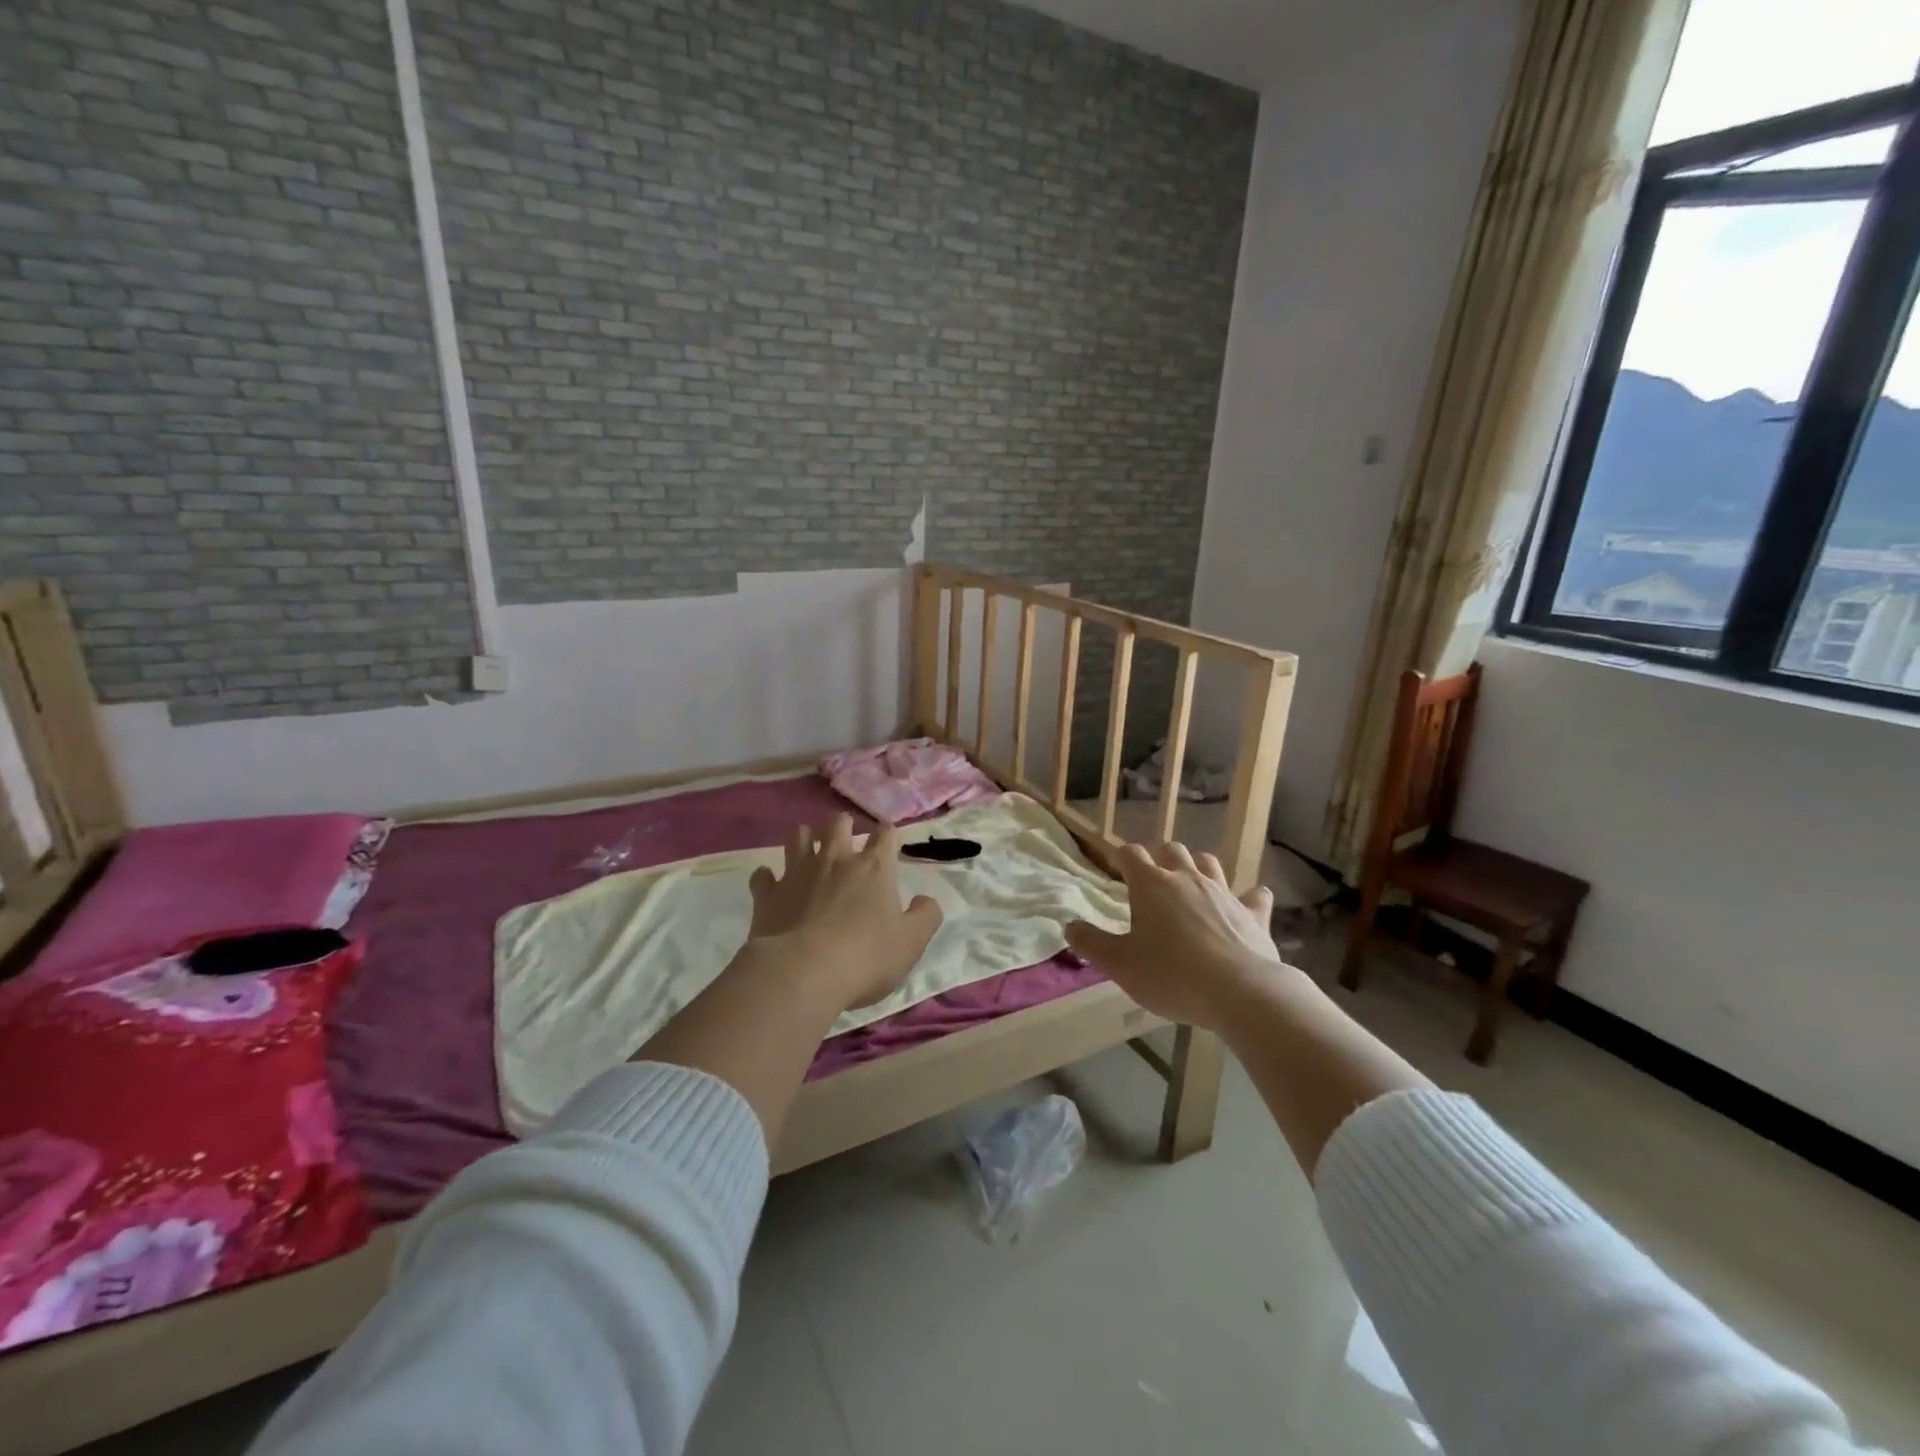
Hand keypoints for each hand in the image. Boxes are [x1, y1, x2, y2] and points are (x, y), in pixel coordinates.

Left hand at [747, 815, 943, 1011]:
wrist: (802, 973)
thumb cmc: (865, 957)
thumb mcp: (911, 943)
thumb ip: (925, 917)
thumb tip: (926, 900)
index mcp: (873, 868)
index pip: (885, 834)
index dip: (888, 835)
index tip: (889, 842)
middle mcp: (835, 860)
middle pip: (838, 823)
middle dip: (844, 825)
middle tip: (847, 838)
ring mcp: (798, 873)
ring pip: (799, 837)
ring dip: (806, 839)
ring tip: (810, 850)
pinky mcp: (768, 894)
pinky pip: (763, 875)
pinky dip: (768, 877)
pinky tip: (772, 884)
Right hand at [1064, 842, 1287, 1031]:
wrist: (1241, 993)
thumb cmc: (1171, 975)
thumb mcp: (1120, 965)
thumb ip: (1092, 943)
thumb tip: (1069, 926)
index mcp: (1151, 885)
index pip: (1130, 854)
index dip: (1121, 858)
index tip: (1117, 871)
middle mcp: (1187, 878)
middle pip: (1172, 849)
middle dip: (1160, 858)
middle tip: (1153, 882)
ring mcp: (1224, 892)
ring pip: (1209, 863)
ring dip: (1198, 868)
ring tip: (1192, 887)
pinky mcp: (1254, 914)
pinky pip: (1255, 895)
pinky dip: (1249, 897)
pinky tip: (1247, 905)